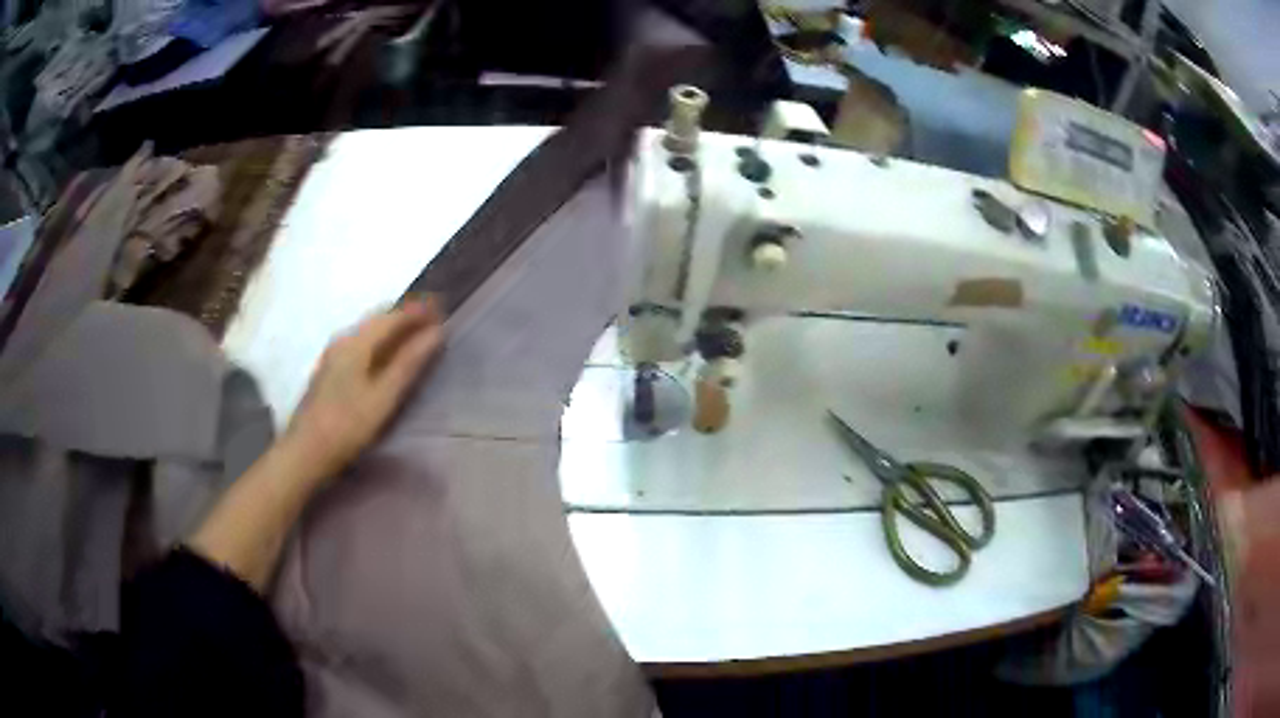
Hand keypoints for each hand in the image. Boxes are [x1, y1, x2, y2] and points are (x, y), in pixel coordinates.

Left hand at [281, 297, 444, 479]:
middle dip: (406, 315)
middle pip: (378, 318)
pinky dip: (380, 340)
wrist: (304, 452)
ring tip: (414, 333)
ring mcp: (333, 354)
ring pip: (368, 330)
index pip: (393, 315)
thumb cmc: (347, 426)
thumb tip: (436, 332)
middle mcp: (343, 339)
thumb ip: (409, 363)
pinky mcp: (329, 369)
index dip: (418, 311)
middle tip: (432, 318)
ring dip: (392, 327)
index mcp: (356, 341)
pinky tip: (386, 352)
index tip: (442, 308)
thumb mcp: (383, 397)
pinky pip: (360, 342)